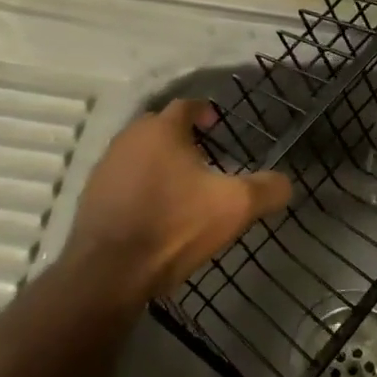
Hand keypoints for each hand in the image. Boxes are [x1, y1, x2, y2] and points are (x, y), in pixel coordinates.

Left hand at [62, 99, 290, 304]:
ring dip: (159, 161)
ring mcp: (105, 167)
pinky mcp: (91, 196)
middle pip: (159, 127)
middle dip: (181, 136)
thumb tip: (285, 183)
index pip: (185, 105)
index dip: (204, 111)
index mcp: (162, 130)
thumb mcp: (235, 207)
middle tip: (203, 156)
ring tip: (180, 185)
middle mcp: (129, 138)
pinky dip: (140, 185)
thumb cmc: (175, 226)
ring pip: (138, 153)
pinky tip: (154, 210)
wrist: (110, 271)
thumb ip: (267, 189)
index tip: (217, 124)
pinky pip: (123, 179)